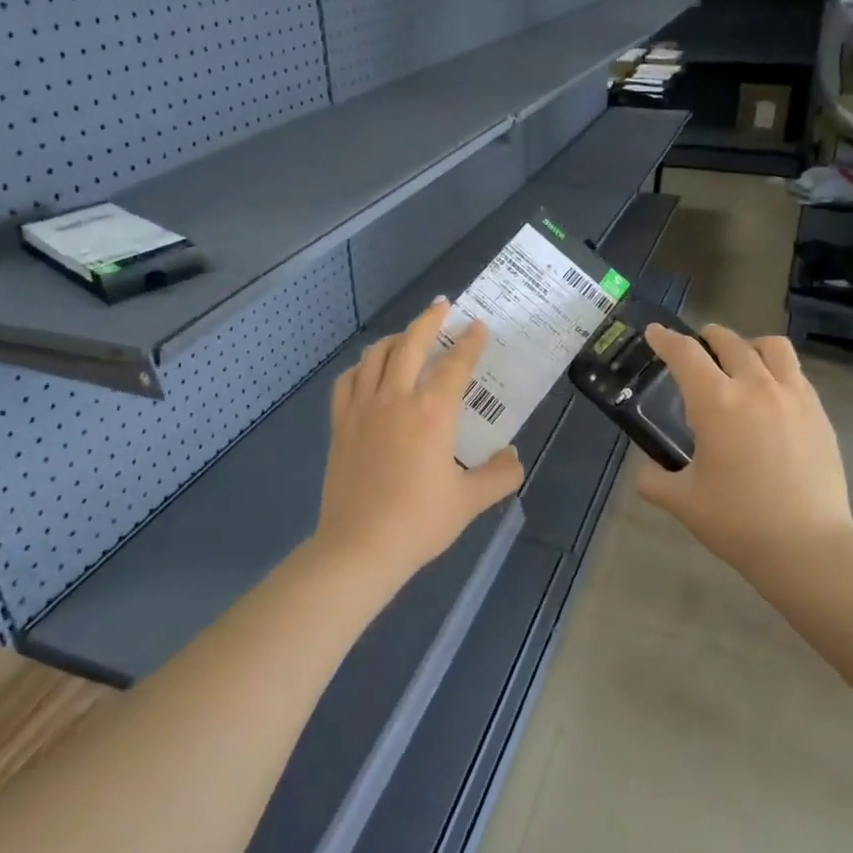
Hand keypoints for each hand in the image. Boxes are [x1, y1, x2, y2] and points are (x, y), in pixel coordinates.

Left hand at [311, 299, 523, 586]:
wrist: (360, 546)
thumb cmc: (419, 522)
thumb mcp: (470, 501)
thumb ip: (499, 475)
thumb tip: (513, 457)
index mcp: (432, 413)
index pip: (455, 364)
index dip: (469, 342)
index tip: (478, 326)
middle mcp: (395, 399)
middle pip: (411, 343)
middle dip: (429, 320)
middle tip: (443, 306)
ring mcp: (362, 409)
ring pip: (376, 355)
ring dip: (396, 338)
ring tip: (408, 337)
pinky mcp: (340, 424)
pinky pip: (348, 381)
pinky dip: (362, 366)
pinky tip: (369, 371)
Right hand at [636, 324, 852, 576]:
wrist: (807, 546)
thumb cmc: (737, 522)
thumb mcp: (681, 501)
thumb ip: (653, 479)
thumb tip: (647, 468)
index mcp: (716, 403)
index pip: (685, 354)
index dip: (665, 339)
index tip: (654, 333)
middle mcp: (755, 387)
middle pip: (729, 341)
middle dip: (706, 338)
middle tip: (695, 350)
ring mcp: (793, 396)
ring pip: (771, 347)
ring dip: (747, 345)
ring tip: (739, 361)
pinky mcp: (817, 412)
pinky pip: (795, 372)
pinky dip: (776, 368)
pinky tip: (769, 393)